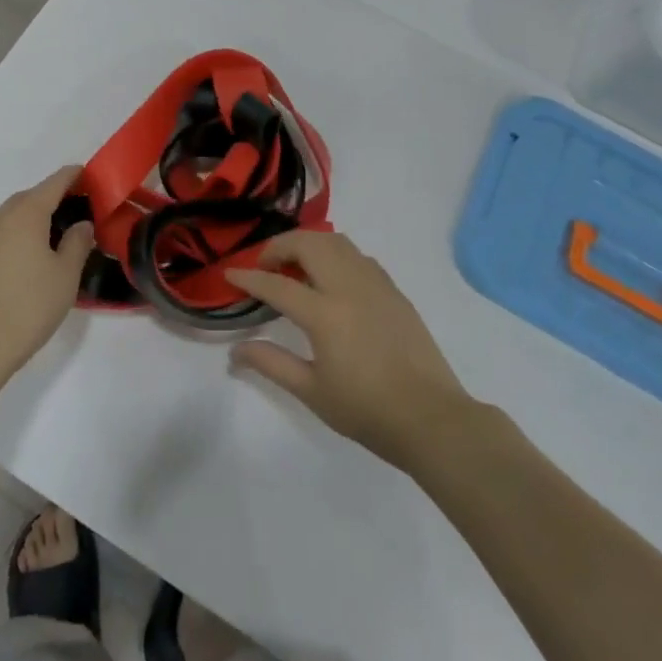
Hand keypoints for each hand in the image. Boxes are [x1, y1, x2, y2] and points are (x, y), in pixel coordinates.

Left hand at [0, 167, 93, 378]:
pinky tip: (37, 250)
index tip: (91, 175)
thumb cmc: (31, 303)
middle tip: (80, 205)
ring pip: (17, 213)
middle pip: (32, 195)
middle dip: (55, 194)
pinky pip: (7, 231)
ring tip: (60, 228)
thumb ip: (77, 243)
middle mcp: (4, 218)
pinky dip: (24, 229)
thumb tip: (82, 225)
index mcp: (27, 213)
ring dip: (37, 213)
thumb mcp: (66, 273)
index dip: (74, 176)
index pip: (54, 183)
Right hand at [226, 232, 472, 471]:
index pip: (276, 284)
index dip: (249, 277)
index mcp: (325, 314)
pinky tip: (332, 279)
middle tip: (265, 266)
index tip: (230, 273)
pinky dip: (336, 255)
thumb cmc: (367, 411)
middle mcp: (348, 287)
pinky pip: (358, 256)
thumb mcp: (312, 392)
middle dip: (278, 247)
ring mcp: (375, 284)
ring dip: (309, 244)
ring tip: (296, 267)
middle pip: (307, 244)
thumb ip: (272, 364)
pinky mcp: (394, 290)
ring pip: (336, 242)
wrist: (431, 419)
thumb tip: (236, 351)